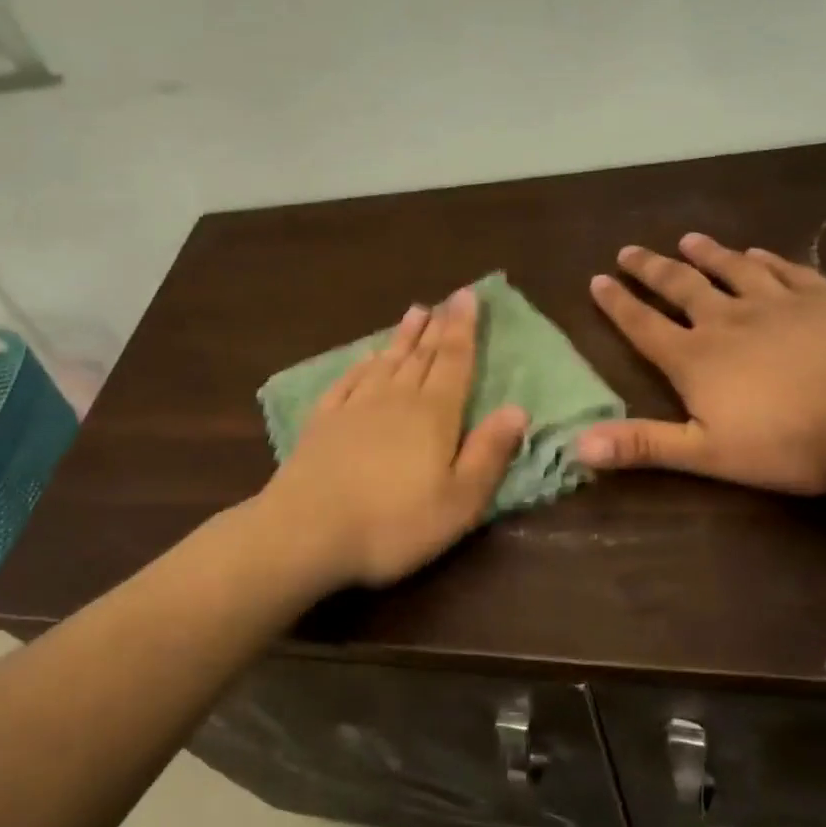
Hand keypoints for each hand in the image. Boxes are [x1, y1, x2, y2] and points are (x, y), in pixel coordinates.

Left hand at [259, 289, 528, 586]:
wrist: (308, 530)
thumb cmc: (395, 523)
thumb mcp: (460, 501)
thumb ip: (489, 453)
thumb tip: (517, 409)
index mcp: (434, 414)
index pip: (455, 361)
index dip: (464, 328)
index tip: (468, 295)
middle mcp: (395, 398)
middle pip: (421, 355)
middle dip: (438, 326)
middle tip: (447, 299)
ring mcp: (354, 407)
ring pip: (386, 362)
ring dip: (402, 337)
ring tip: (414, 312)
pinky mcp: (322, 422)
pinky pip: (348, 381)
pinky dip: (361, 365)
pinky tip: (366, 358)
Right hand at [574, 235, 825, 493]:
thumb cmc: (792, 438)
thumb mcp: (709, 453)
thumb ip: (644, 445)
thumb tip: (577, 444)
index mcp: (696, 359)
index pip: (644, 327)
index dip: (618, 305)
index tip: (597, 280)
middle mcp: (727, 320)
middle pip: (680, 288)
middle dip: (651, 270)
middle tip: (628, 250)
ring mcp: (777, 302)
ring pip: (731, 270)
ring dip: (706, 254)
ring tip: (686, 239)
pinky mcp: (823, 295)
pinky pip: (784, 270)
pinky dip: (764, 259)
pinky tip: (757, 252)